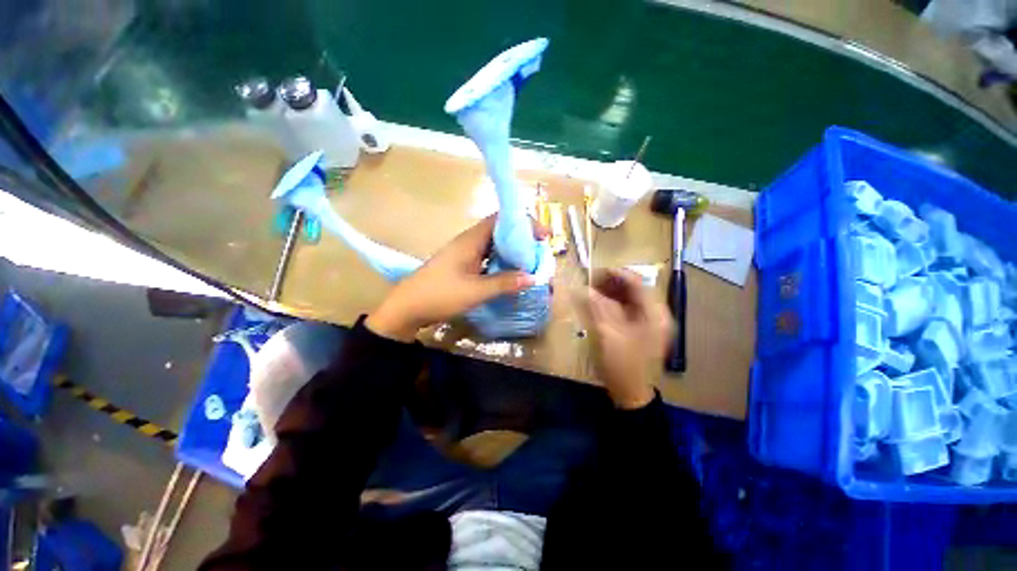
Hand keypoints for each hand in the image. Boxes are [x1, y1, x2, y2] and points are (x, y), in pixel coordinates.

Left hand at [366, 216, 548, 341]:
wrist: (406, 308)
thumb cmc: (439, 295)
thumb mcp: (475, 291)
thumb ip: (504, 283)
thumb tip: (532, 277)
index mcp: (471, 240)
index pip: (501, 220)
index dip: (523, 223)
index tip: (543, 236)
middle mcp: (469, 242)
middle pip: (500, 232)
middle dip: (522, 239)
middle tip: (540, 252)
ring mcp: (464, 254)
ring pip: (494, 246)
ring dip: (512, 252)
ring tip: (530, 262)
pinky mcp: (462, 266)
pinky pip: (487, 258)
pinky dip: (501, 262)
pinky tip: (511, 273)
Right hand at [581, 268, 674, 408]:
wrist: (631, 394)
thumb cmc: (623, 365)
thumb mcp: (608, 334)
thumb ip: (598, 307)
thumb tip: (585, 288)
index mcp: (655, 315)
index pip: (638, 283)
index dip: (617, 274)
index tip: (596, 271)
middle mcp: (657, 315)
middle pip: (635, 289)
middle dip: (613, 283)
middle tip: (591, 281)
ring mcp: (651, 322)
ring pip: (631, 298)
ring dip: (612, 292)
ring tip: (593, 289)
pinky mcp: (643, 329)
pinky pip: (629, 309)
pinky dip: (614, 303)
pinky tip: (601, 303)